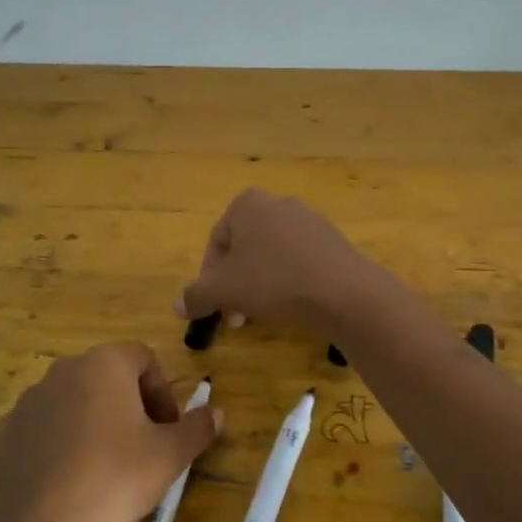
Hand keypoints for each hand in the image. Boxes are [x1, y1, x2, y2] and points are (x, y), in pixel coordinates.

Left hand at [0, 342, 221, 521]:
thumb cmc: (116, 477)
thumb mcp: (170, 455)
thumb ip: (197, 428)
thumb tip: (216, 412)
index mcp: (105, 363)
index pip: (143, 358)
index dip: (162, 392)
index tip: (168, 429)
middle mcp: (64, 369)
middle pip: (107, 376)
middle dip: (129, 405)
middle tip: (142, 445)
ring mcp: (30, 399)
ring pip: (74, 399)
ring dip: (93, 420)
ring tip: (104, 463)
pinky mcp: (6, 431)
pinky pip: (43, 425)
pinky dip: (59, 440)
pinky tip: (68, 475)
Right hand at [175, 189, 373, 332]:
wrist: (343, 292)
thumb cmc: (273, 281)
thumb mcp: (223, 290)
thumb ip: (196, 295)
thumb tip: (177, 306)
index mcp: (248, 204)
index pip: (216, 243)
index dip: (208, 279)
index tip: (213, 307)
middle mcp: (278, 204)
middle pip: (244, 250)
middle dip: (235, 286)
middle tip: (235, 318)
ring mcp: (309, 221)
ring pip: (270, 257)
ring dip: (259, 286)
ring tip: (263, 315)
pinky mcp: (332, 242)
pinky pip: (298, 262)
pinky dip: (288, 283)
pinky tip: (292, 307)